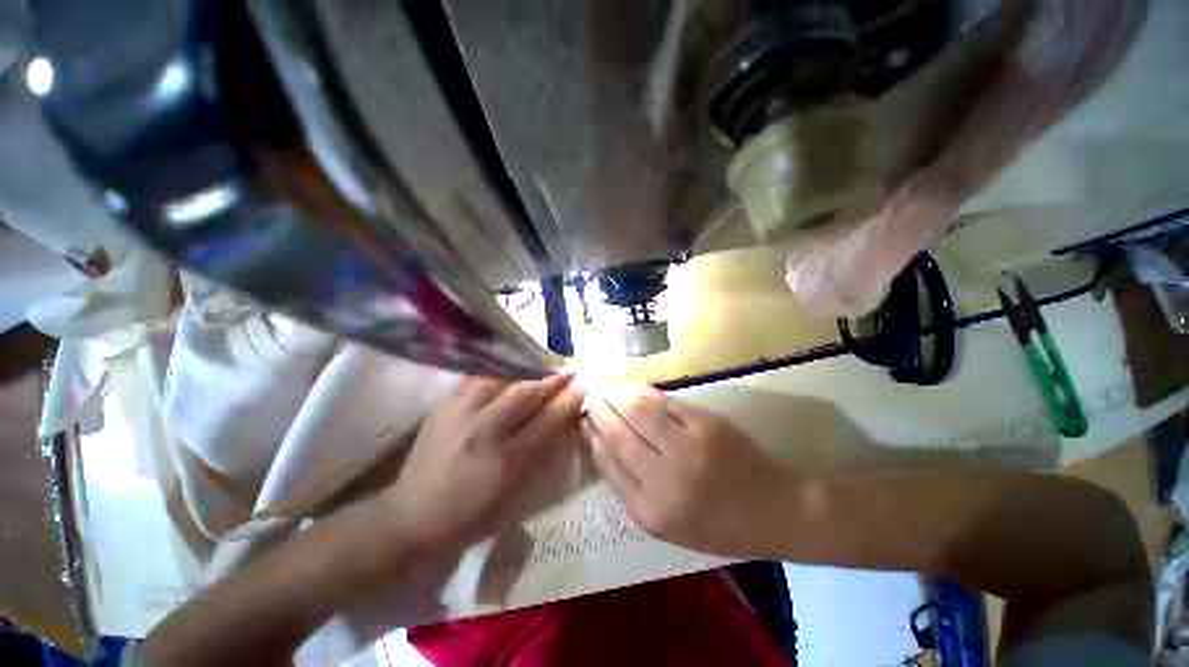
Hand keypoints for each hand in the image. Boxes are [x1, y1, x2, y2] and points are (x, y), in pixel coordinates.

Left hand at [383, 375, 583, 550]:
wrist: (410, 517)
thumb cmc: (469, 514)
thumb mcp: (511, 495)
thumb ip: (537, 457)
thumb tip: (559, 424)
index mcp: (502, 460)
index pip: (544, 422)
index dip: (566, 402)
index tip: (581, 387)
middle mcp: (481, 431)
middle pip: (522, 394)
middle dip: (548, 381)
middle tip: (564, 374)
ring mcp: (457, 415)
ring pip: (496, 379)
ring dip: (520, 374)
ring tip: (534, 372)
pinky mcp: (441, 409)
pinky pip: (471, 382)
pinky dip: (492, 377)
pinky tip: (500, 378)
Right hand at [583, 384, 793, 557]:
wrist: (774, 510)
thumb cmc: (717, 525)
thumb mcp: (667, 525)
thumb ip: (631, 488)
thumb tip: (604, 446)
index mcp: (651, 512)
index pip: (609, 464)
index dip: (593, 437)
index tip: (583, 421)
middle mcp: (664, 479)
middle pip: (619, 435)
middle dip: (600, 412)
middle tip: (589, 398)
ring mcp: (687, 447)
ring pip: (638, 413)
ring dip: (616, 396)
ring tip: (604, 388)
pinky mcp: (706, 424)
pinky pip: (664, 403)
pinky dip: (643, 392)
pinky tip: (631, 387)